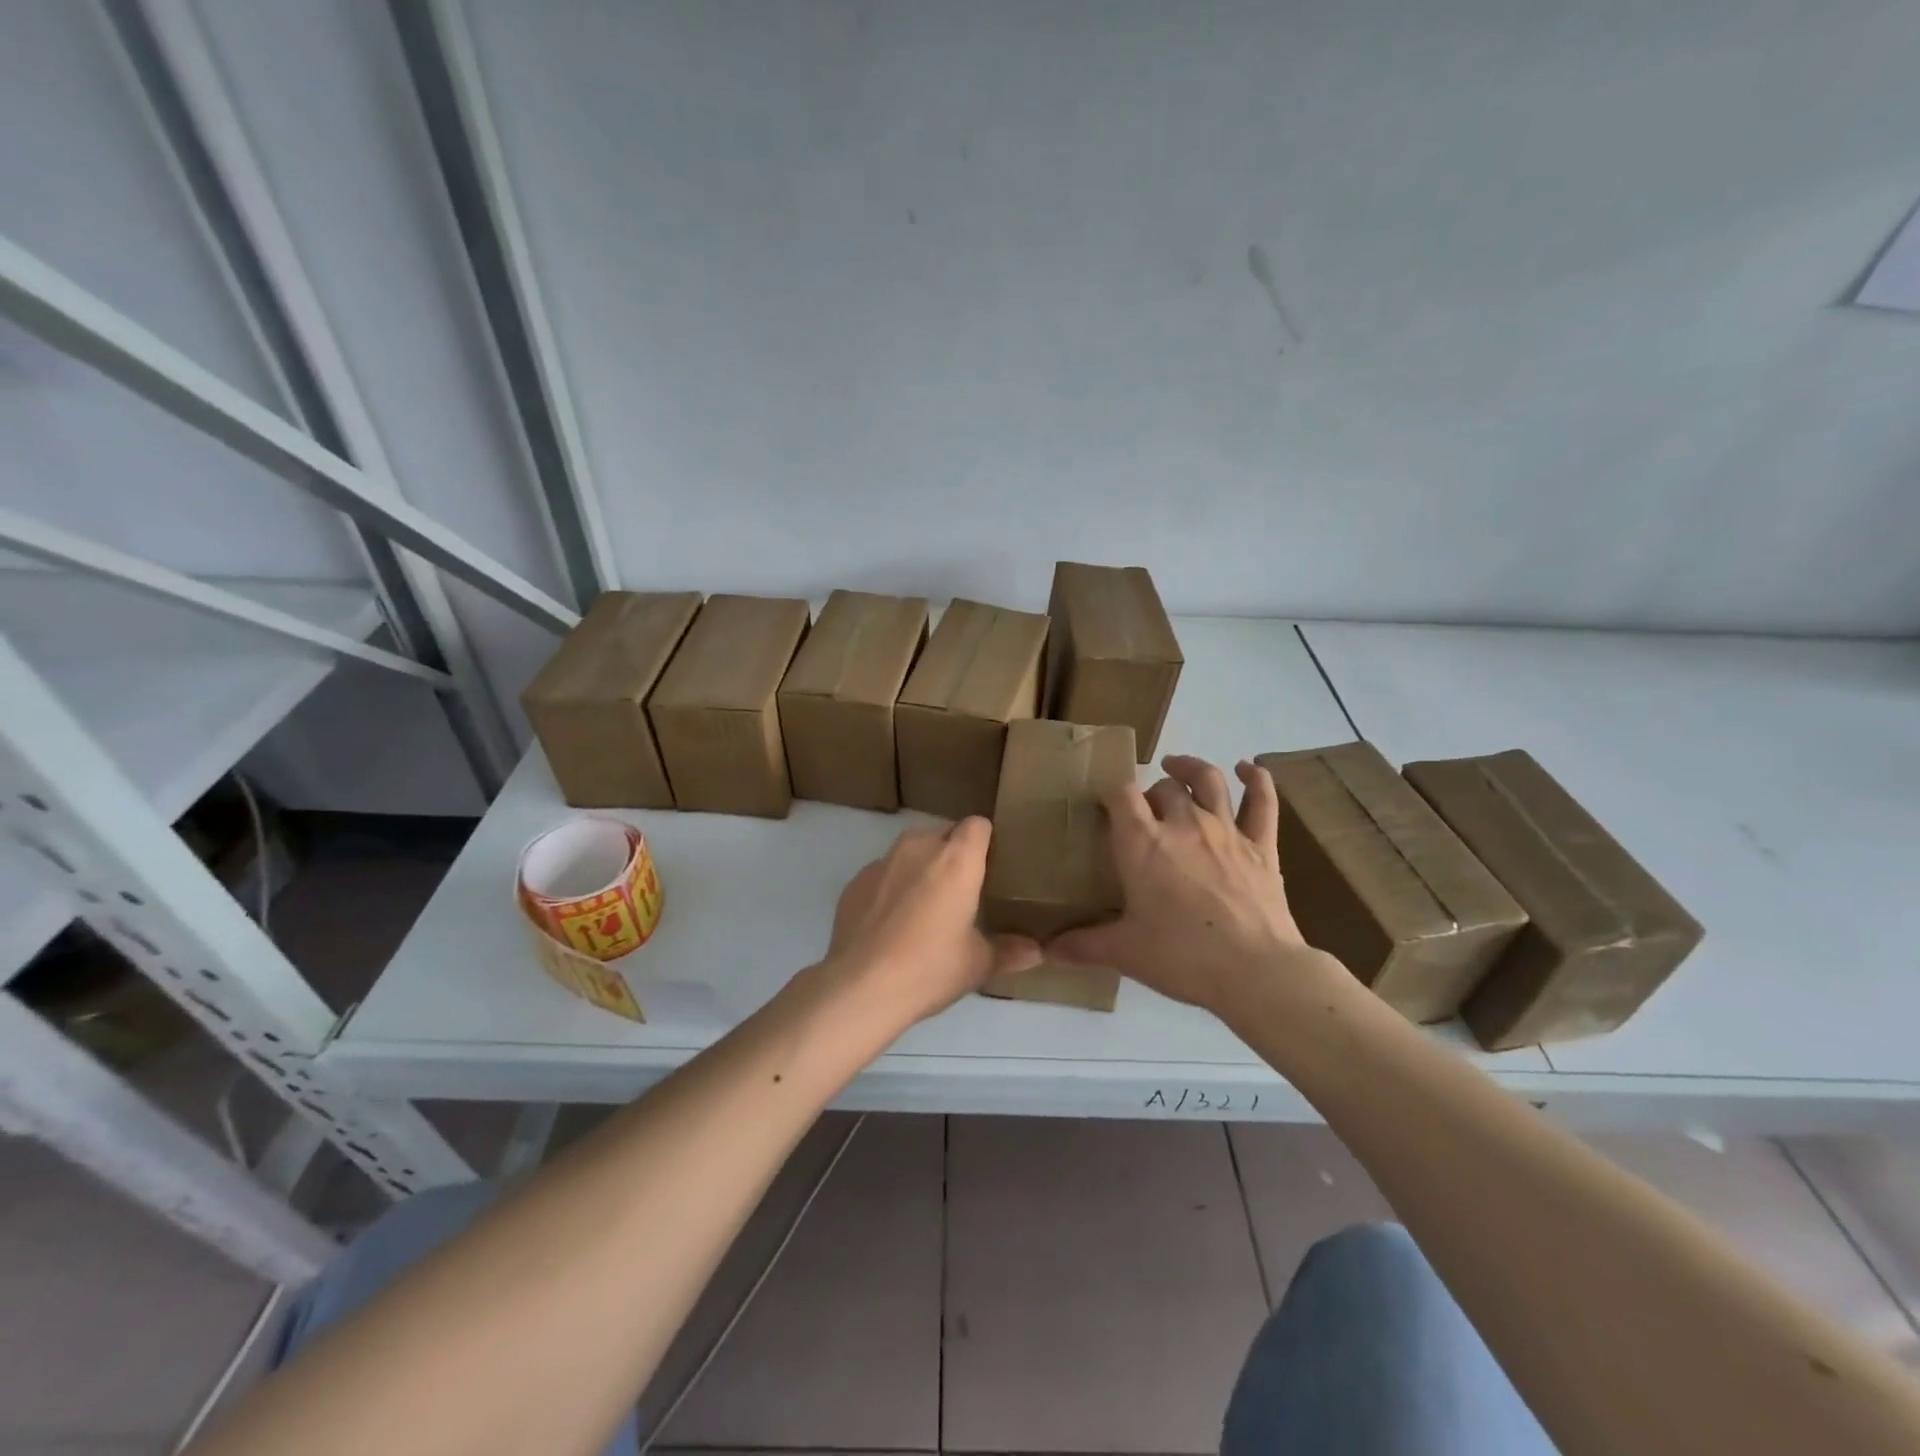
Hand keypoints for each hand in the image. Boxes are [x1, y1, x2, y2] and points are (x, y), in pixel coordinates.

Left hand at [822, 817, 1040, 1032]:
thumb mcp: (977, 965)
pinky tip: (891, 924)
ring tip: (925, 907)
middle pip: (943, 834)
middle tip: (961, 893)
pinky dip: (891, 887)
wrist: (860, 986)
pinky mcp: (855, 881)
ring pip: (910, 851)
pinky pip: (883, 873)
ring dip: (921, 868)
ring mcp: (882, 862)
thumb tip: (1037, 953)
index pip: (977, 825)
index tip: (989, 867)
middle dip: (953, 855)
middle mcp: (919, 848)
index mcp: (956, 860)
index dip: (985, 841)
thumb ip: (1009, 951)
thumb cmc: (930, 968)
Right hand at [1049, 756, 1333, 1015]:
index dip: (1112, 794)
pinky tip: (1248, 769)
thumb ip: (1083, 945)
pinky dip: (1256, 779)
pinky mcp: (1262, 845)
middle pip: (1164, 787)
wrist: (1255, 972)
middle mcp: (1183, 824)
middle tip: (1146, 815)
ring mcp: (1226, 830)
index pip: (1121, 795)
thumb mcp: (1124, 952)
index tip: (1106, 806)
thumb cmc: (1182, 957)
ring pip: (1208, 780)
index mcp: (1143, 843)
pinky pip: (1262, 801)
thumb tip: (1047, 950)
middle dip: (1151, 794)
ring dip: (1190, 768)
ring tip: (1177, 767)